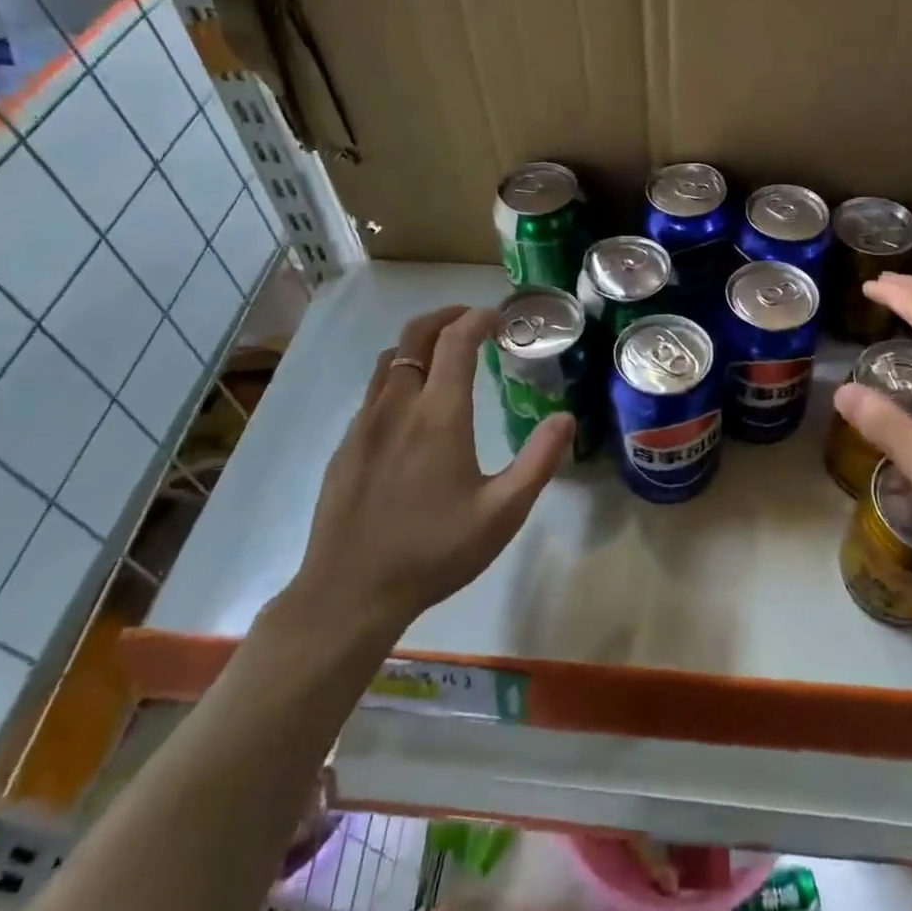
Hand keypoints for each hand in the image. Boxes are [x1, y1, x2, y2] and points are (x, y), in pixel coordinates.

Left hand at [281, 305, 574, 634]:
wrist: (349, 593)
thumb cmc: (434, 552)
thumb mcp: (503, 514)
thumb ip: (539, 461)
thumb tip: (565, 418)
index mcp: (439, 415)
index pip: (456, 341)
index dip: (478, 318)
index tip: (498, 317)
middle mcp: (397, 406)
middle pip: (415, 335)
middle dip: (446, 316)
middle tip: (473, 320)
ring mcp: (364, 424)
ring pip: (388, 359)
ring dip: (419, 343)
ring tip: (444, 354)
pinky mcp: (346, 446)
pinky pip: (373, 391)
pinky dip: (398, 375)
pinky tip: (413, 408)